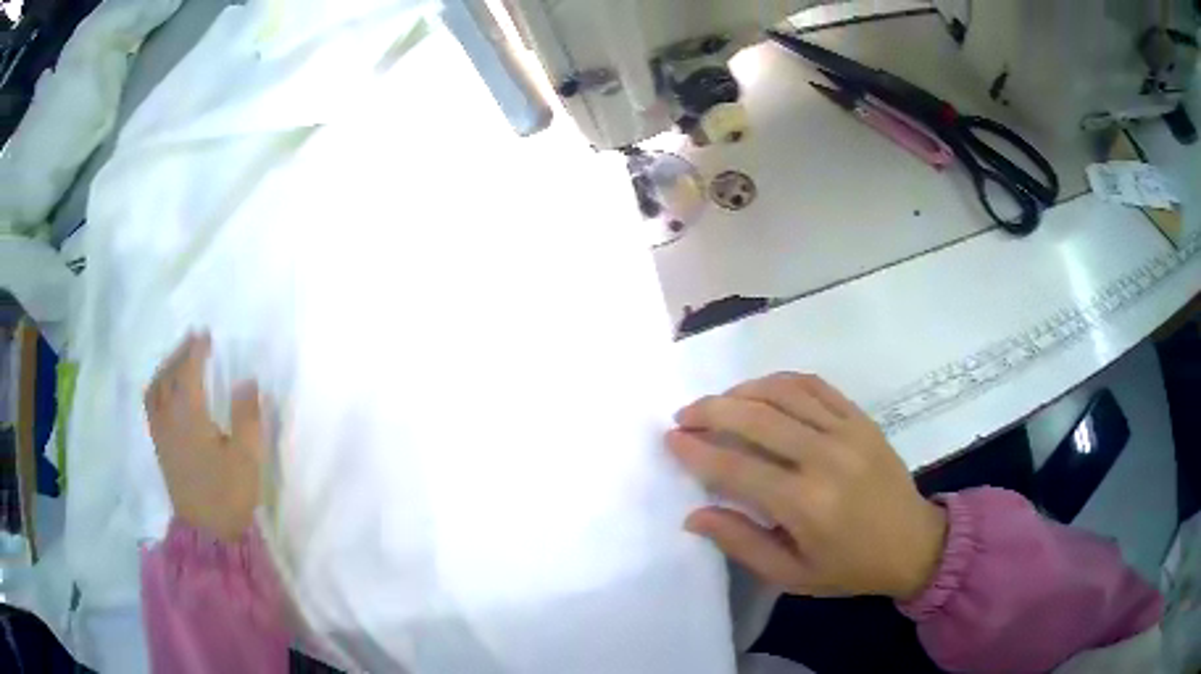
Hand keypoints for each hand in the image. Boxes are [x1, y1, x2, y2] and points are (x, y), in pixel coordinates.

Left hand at [144, 333, 265, 541]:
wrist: (208, 533)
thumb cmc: (228, 494)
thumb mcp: (247, 457)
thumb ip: (248, 416)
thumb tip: (248, 380)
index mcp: (189, 416)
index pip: (188, 371)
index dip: (196, 350)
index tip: (206, 335)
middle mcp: (169, 418)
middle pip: (168, 375)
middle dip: (179, 353)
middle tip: (193, 340)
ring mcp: (161, 433)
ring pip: (155, 389)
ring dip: (165, 368)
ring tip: (178, 361)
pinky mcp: (160, 447)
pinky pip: (151, 406)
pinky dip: (157, 388)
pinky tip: (166, 392)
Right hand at [667, 373, 946, 600]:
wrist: (913, 543)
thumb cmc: (850, 567)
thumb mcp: (791, 574)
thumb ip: (741, 543)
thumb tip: (694, 514)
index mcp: (805, 504)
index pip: (736, 467)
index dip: (697, 451)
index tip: (671, 439)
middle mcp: (825, 458)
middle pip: (756, 418)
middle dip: (710, 411)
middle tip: (684, 415)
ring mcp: (847, 431)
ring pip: (783, 393)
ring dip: (742, 391)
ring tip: (717, 402)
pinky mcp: (861, 418)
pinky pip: (815, 385)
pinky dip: (781, 381)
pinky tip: (762, 390)